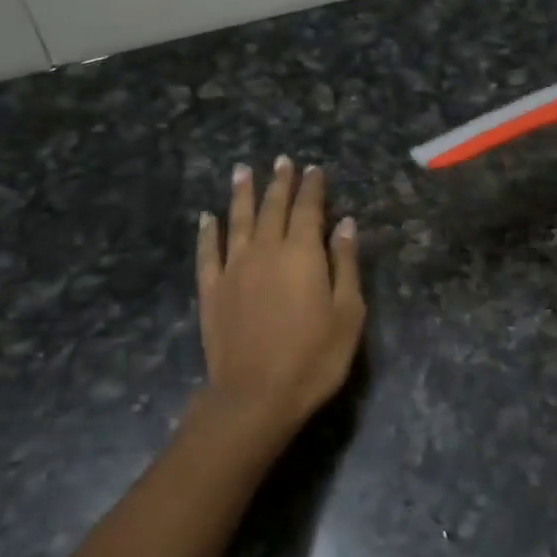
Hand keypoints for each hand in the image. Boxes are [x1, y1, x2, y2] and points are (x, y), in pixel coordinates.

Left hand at [193, 157, 365, 433]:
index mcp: (302, 253)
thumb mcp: (348, 313)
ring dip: (241, 193)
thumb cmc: (314, 357)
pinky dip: (208, 231)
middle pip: (272, 207)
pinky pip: (208, 251)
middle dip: (279, 182)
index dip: (311, 187)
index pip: (308, 209)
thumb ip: (345, 264)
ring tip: (243, 170)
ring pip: (237, 220)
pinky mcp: (211, 289)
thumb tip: (345, 224)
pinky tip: (208, 217)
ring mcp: (234, 268)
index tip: (313, 169)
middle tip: (281, 161)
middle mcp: (266, 250)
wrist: (256, 395)